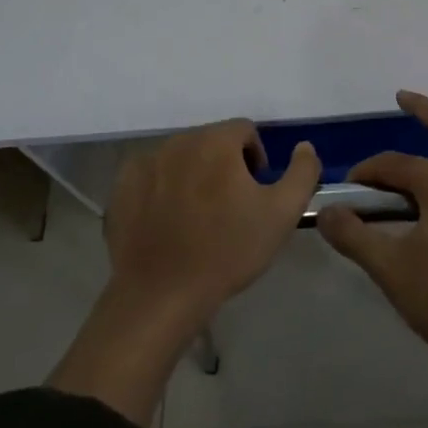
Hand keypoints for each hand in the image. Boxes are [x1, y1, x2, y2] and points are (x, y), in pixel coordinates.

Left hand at [104, 119, 320, 329]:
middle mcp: (180, 140)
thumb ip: (302, 172)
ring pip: (182, 156)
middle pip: (212, 141)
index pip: (245, 131)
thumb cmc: (227, 252)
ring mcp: (146, 162)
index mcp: (217, 141)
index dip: (255, 159)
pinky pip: (151, 174)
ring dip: (194, 175)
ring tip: (197, 218)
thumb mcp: (282, 214)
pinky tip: (166, 221)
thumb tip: (304, 146)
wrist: (160, 297)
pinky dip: (162, 188)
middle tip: (228, 208)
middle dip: (224, 166)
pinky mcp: (122, 186)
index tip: (254, 194)